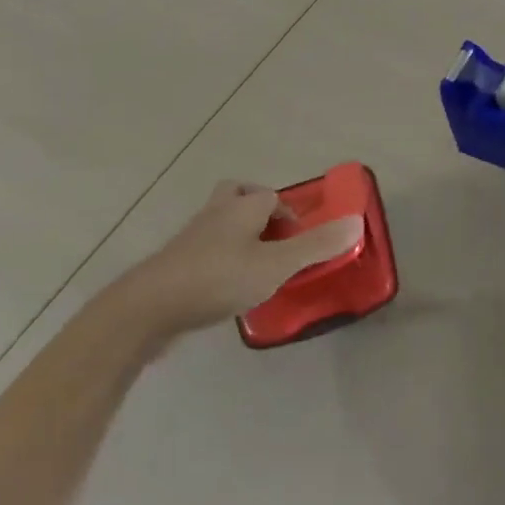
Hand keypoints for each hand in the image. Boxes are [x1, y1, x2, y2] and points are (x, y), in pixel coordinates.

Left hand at [112, 181, 363, 337]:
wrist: (146, 309)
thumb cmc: (218, 279)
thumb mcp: (276, 265)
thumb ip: (316, 246)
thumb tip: (358, 222)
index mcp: (242, 207)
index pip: (271, 195)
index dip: (289, 214)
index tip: (300, 242)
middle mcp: (216, 214)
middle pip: (237, 196)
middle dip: (256, 209)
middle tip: (273, 238)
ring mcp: (191, 240)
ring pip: (218, 224)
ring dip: (238, 236)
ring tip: (255, 267)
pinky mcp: (174, 266)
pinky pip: (203, 252)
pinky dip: (219, 261)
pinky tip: (227, 289)